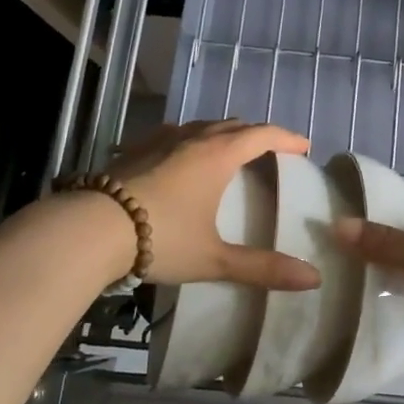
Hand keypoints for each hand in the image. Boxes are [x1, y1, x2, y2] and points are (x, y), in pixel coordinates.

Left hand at [105, 120, 318, 289]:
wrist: (90, 229)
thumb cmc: (160, 238)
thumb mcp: (214, 258)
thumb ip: (262, 268)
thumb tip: (313, 278)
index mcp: (218, 155)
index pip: (262, 134)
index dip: (286, 138)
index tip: (304, 147)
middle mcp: (193, 138)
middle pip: (234, 125)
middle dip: (257, 135)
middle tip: (271, 152)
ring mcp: (161, 140)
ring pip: (202, 126)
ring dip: (223, 134)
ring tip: (230, 153)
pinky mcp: (136, 149)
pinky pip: (174, 134)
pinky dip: (191, 139)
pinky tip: (181, 155)